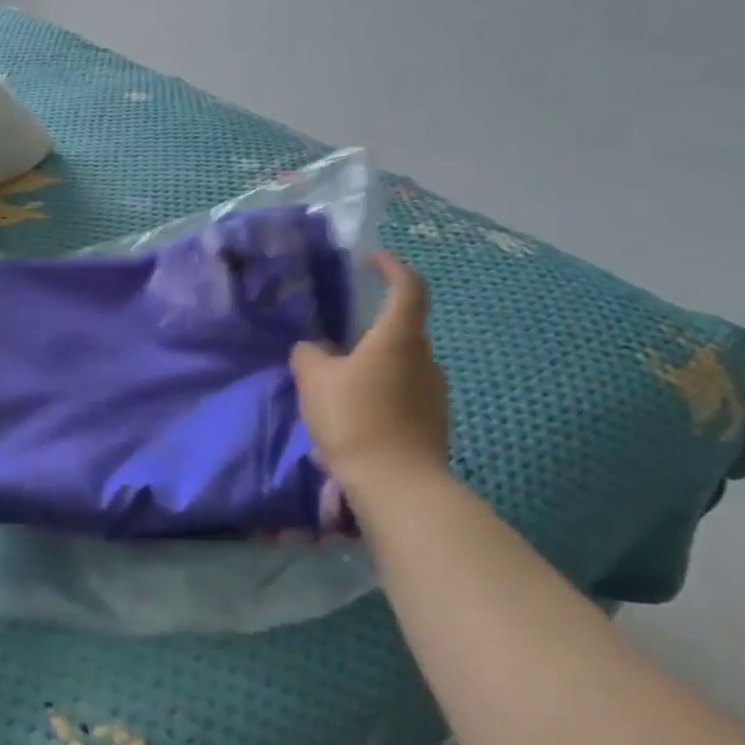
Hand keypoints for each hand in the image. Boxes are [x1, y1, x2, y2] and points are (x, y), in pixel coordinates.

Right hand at [291, 252, 449, 497]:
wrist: (396, 483)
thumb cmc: (355, 419)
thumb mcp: (315, 381)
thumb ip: (309, 356)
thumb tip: (311, 348)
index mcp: (399, 338)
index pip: (407, 287)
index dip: (391, 268)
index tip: (371, 261)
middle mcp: (425, 358)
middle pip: (402, 330)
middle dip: (373, 330)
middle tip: (339, 342)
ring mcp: (435, 392)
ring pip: (403, 365)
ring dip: (376, 367)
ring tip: (342, 387)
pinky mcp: (434, 422)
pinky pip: (405, 395)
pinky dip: (383, 395)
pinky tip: (357, 418)